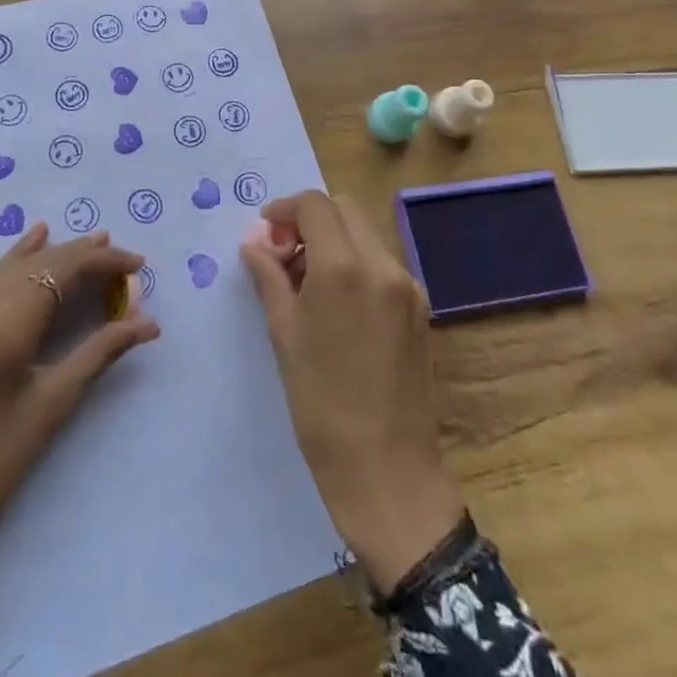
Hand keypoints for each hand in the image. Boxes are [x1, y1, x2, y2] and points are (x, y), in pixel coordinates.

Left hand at [0, 225, 158, 615]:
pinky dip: (20, 260)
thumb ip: (100, 353)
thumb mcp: (53, 405)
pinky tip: (35, 240)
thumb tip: (147, 323)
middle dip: (84, 256)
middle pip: (39, 264)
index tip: (139, 266)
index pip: (60, 272)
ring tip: (94, 241)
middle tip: (125, 260)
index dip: (102, 262)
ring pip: (15, 267)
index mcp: (3, 327)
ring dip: (55, 254)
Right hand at [241, 191, 463, 593]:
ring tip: (306, 281)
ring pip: (365, 233)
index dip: (284, 209)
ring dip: (333, 239)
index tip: (265, 232)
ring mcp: (408, 285)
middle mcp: (382, 265)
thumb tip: (255, 243)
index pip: (315, 206)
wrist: (387, 471)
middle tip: (283, 254)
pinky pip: (382, 263)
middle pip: (344, 209)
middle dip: (310, 219)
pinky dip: (355, 262)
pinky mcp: (421, 307)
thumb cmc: (321, 405)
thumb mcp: (284, 335)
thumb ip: (270, 278)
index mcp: (344, 268)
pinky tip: (336, 302)